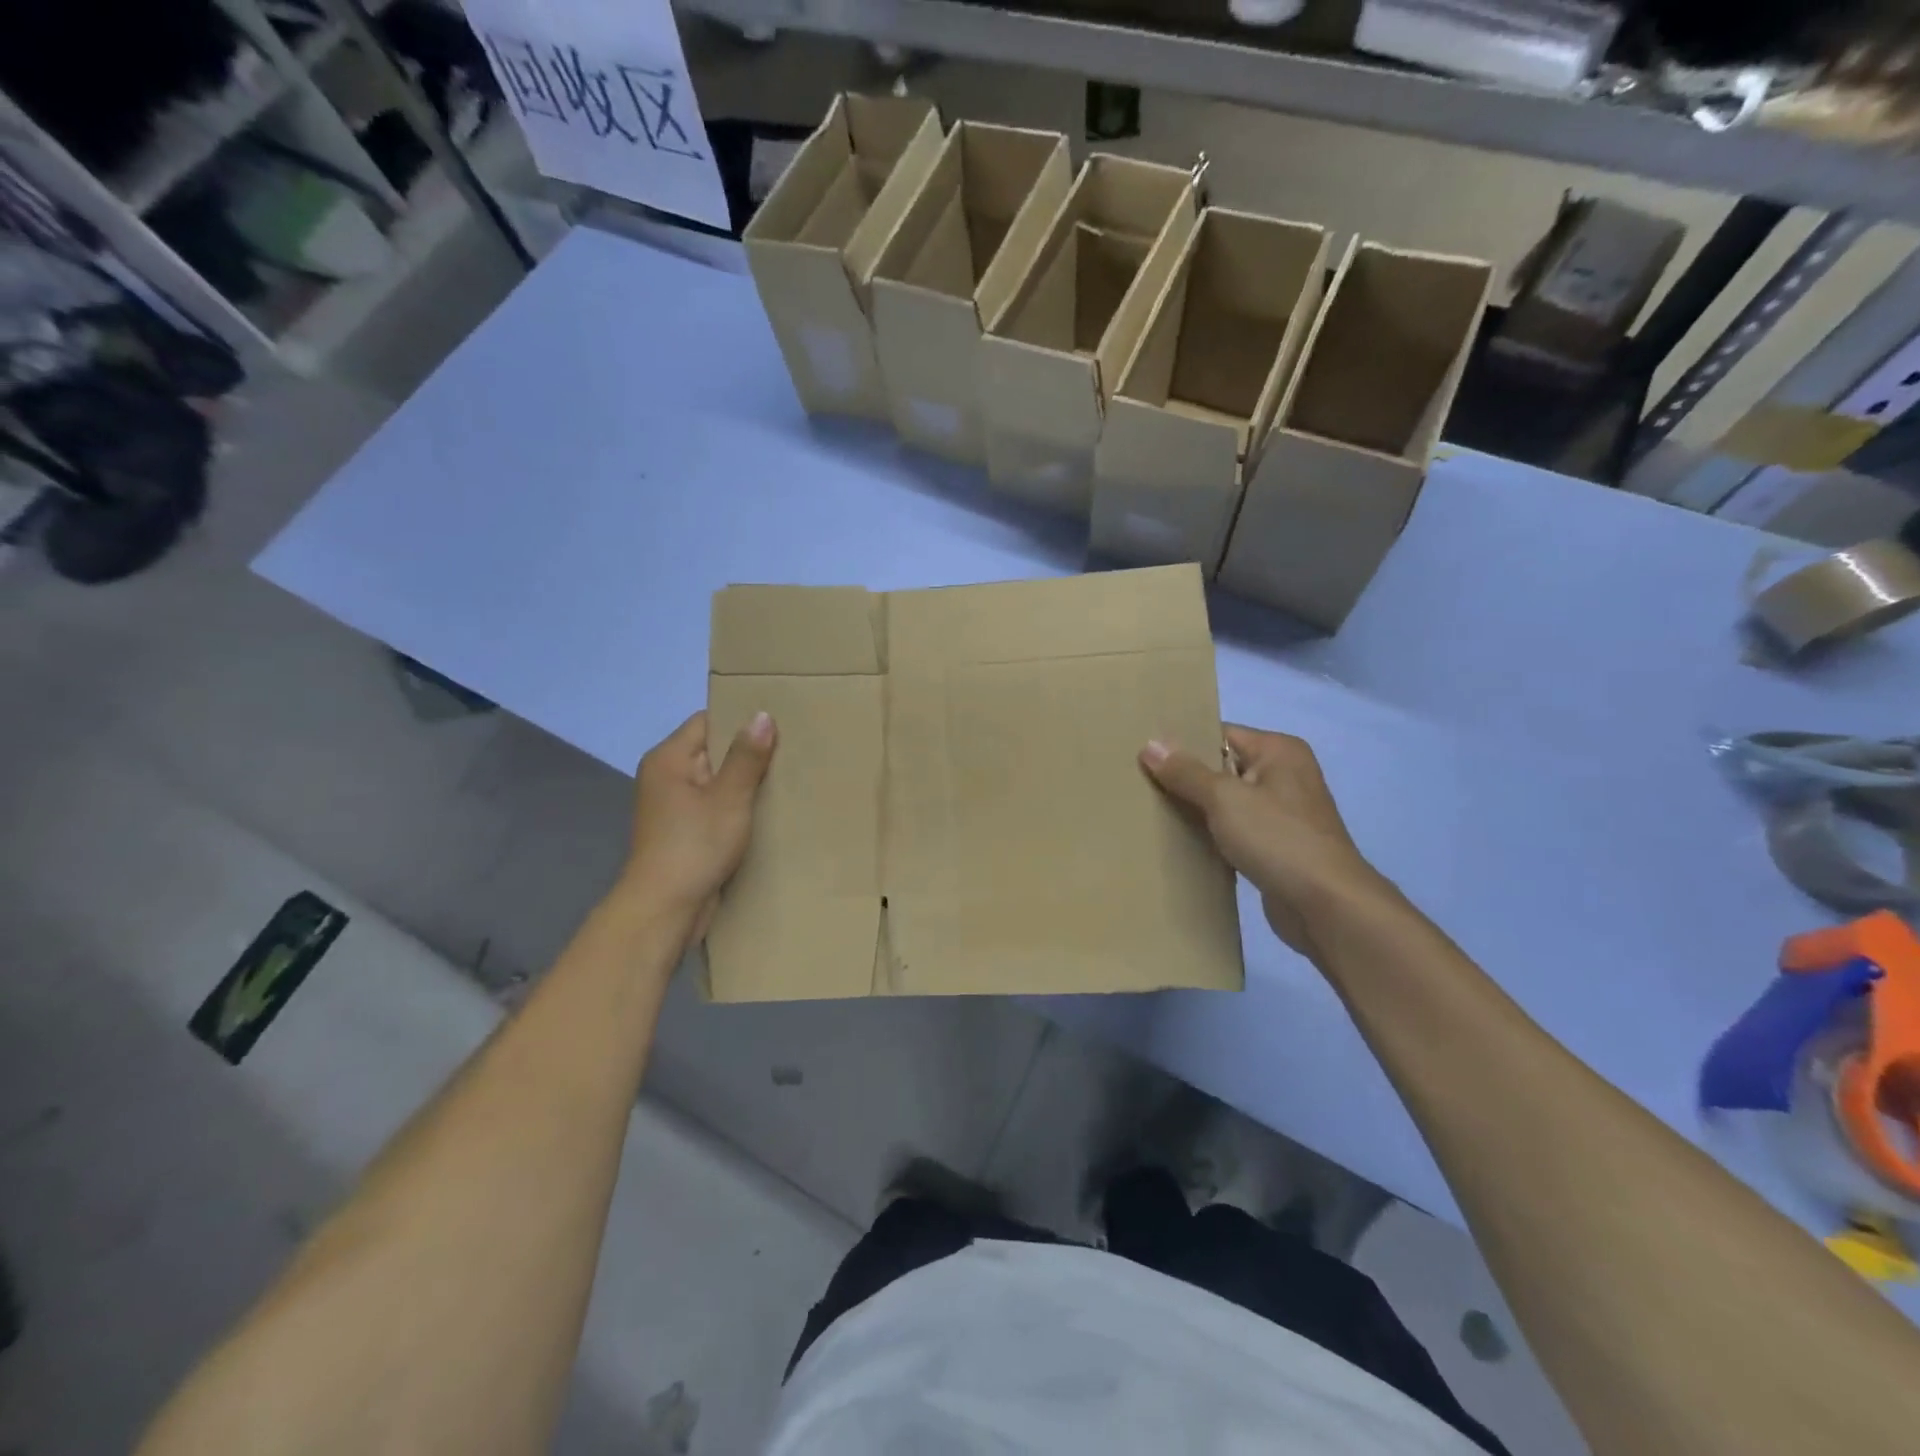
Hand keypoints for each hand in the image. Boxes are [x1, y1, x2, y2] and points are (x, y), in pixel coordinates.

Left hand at [619, 710, 775, 931]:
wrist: (665, 910)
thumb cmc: (694, 846)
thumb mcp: (728, 798)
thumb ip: (746, 757)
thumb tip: (762, 715)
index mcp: (668, 759)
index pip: (708, 721)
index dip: (741, 719)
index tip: (780, 721)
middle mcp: (667, 777)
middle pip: (714, 751)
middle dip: (749, 753)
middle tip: (793, 749)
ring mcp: (675, 806)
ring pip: (718, 781)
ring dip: (747, 783)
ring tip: (788, 778)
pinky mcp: (686, 832)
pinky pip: (717, 807)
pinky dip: (739, 807)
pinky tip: (769, 810)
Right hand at [1140, 725, 1388, 955]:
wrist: (1327, 906)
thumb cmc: (1278, 839)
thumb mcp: (1224, 798)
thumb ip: (1185, 772)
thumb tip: (1150, 745)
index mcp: (1278, 750)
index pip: (1220, 733)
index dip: (1183, 743)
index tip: (1143, 754)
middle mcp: (1284, 775)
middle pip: (1221, 767)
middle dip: (1185, 777)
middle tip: (1139, 783)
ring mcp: (1282, 813)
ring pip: (1226, 802)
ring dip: (1196, 809)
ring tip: (1151, 811)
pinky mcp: (1276, 846)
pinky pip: (1234, 830)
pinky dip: (1211, 834)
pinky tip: (1180, 842)